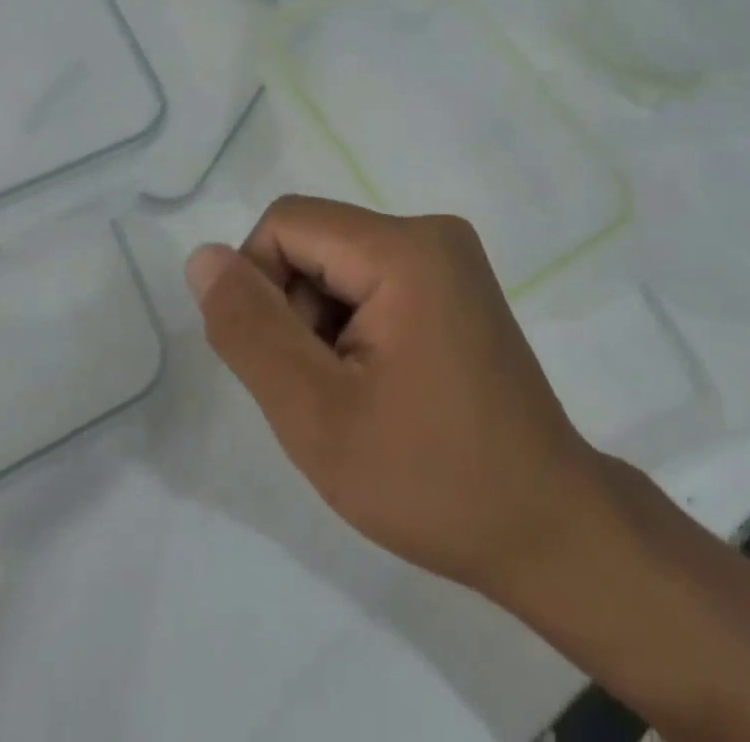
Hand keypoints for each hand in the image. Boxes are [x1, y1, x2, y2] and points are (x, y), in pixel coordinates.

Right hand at [184, 195, 606, 597]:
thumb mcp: (317, 414)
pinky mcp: (456, 285)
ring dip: (323, 327)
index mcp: (405, 247)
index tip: (286, 367)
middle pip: (316, 242)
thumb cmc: (431, 478)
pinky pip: (374, 282)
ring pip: (340, 266)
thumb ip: (250, 330)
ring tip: (358, 399)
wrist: (546, 526)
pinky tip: (382, 388)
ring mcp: (451, 258)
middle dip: (296, 313)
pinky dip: (355, 329)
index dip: (259, 288)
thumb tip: (204, 257)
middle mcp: (432, 231)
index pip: (286, 224)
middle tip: (328, 396)